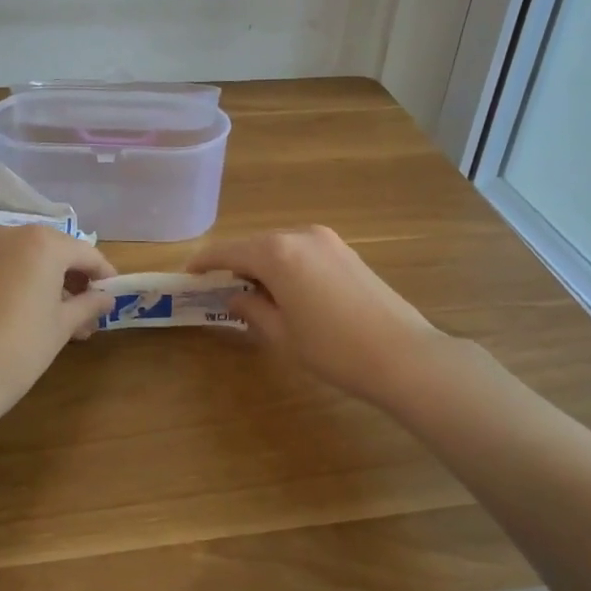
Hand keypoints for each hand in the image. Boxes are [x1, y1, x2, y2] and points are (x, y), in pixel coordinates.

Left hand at [0, 224, 115, 412]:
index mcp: (43, 243)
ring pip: (28, 258)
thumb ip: (89, 305)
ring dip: (49, 281)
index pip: (86, 253)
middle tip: (87, 314)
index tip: (113, 297)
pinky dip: (22, 282)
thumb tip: (106, 298)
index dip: (103, 275)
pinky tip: (29, 313)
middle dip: (74, 279)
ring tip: (61, 320)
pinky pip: (5, 266)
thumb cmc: (20, 347)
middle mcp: (12, 234)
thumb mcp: (63, 326)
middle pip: (55, 251)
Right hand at [188, 226, 441, 404]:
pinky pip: (303, 251)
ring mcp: (328, 241)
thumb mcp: (282, 334)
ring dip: (262, 265)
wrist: (403, 355)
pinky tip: (287, 292)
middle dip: (235, 264)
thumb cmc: (333, 349)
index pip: (228, 251)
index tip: (188, 275)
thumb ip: (251, 310)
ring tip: (253, 294)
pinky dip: (286, 265)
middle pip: (255, 245)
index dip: (205, 263)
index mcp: (277, 253)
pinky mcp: (347, 252)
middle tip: (219, 289)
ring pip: (280, 247)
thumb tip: (234, 298)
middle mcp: (301, 235)